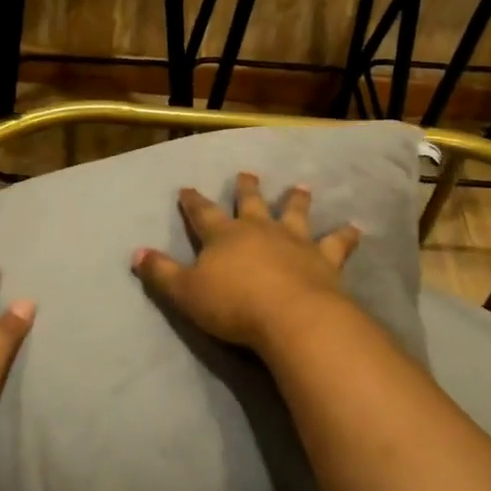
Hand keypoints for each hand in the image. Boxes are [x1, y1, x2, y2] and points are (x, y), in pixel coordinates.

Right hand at [131, 173, 360, 350]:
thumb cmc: (233, 304)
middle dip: (247, 189)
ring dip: (296, 201)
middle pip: (251, 203)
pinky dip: (345, 236)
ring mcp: (294, 242)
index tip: (187, 187)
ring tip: (301, 187)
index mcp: (224, 236)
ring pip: (295, 214)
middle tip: (247, 173)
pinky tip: (355, 229)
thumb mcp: (186, 293)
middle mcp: (260, 230)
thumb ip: (161, 273)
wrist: (290, 316)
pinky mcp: (324, 259)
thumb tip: (135, 253)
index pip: (203, 213)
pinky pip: (337, 244)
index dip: (193, 201)